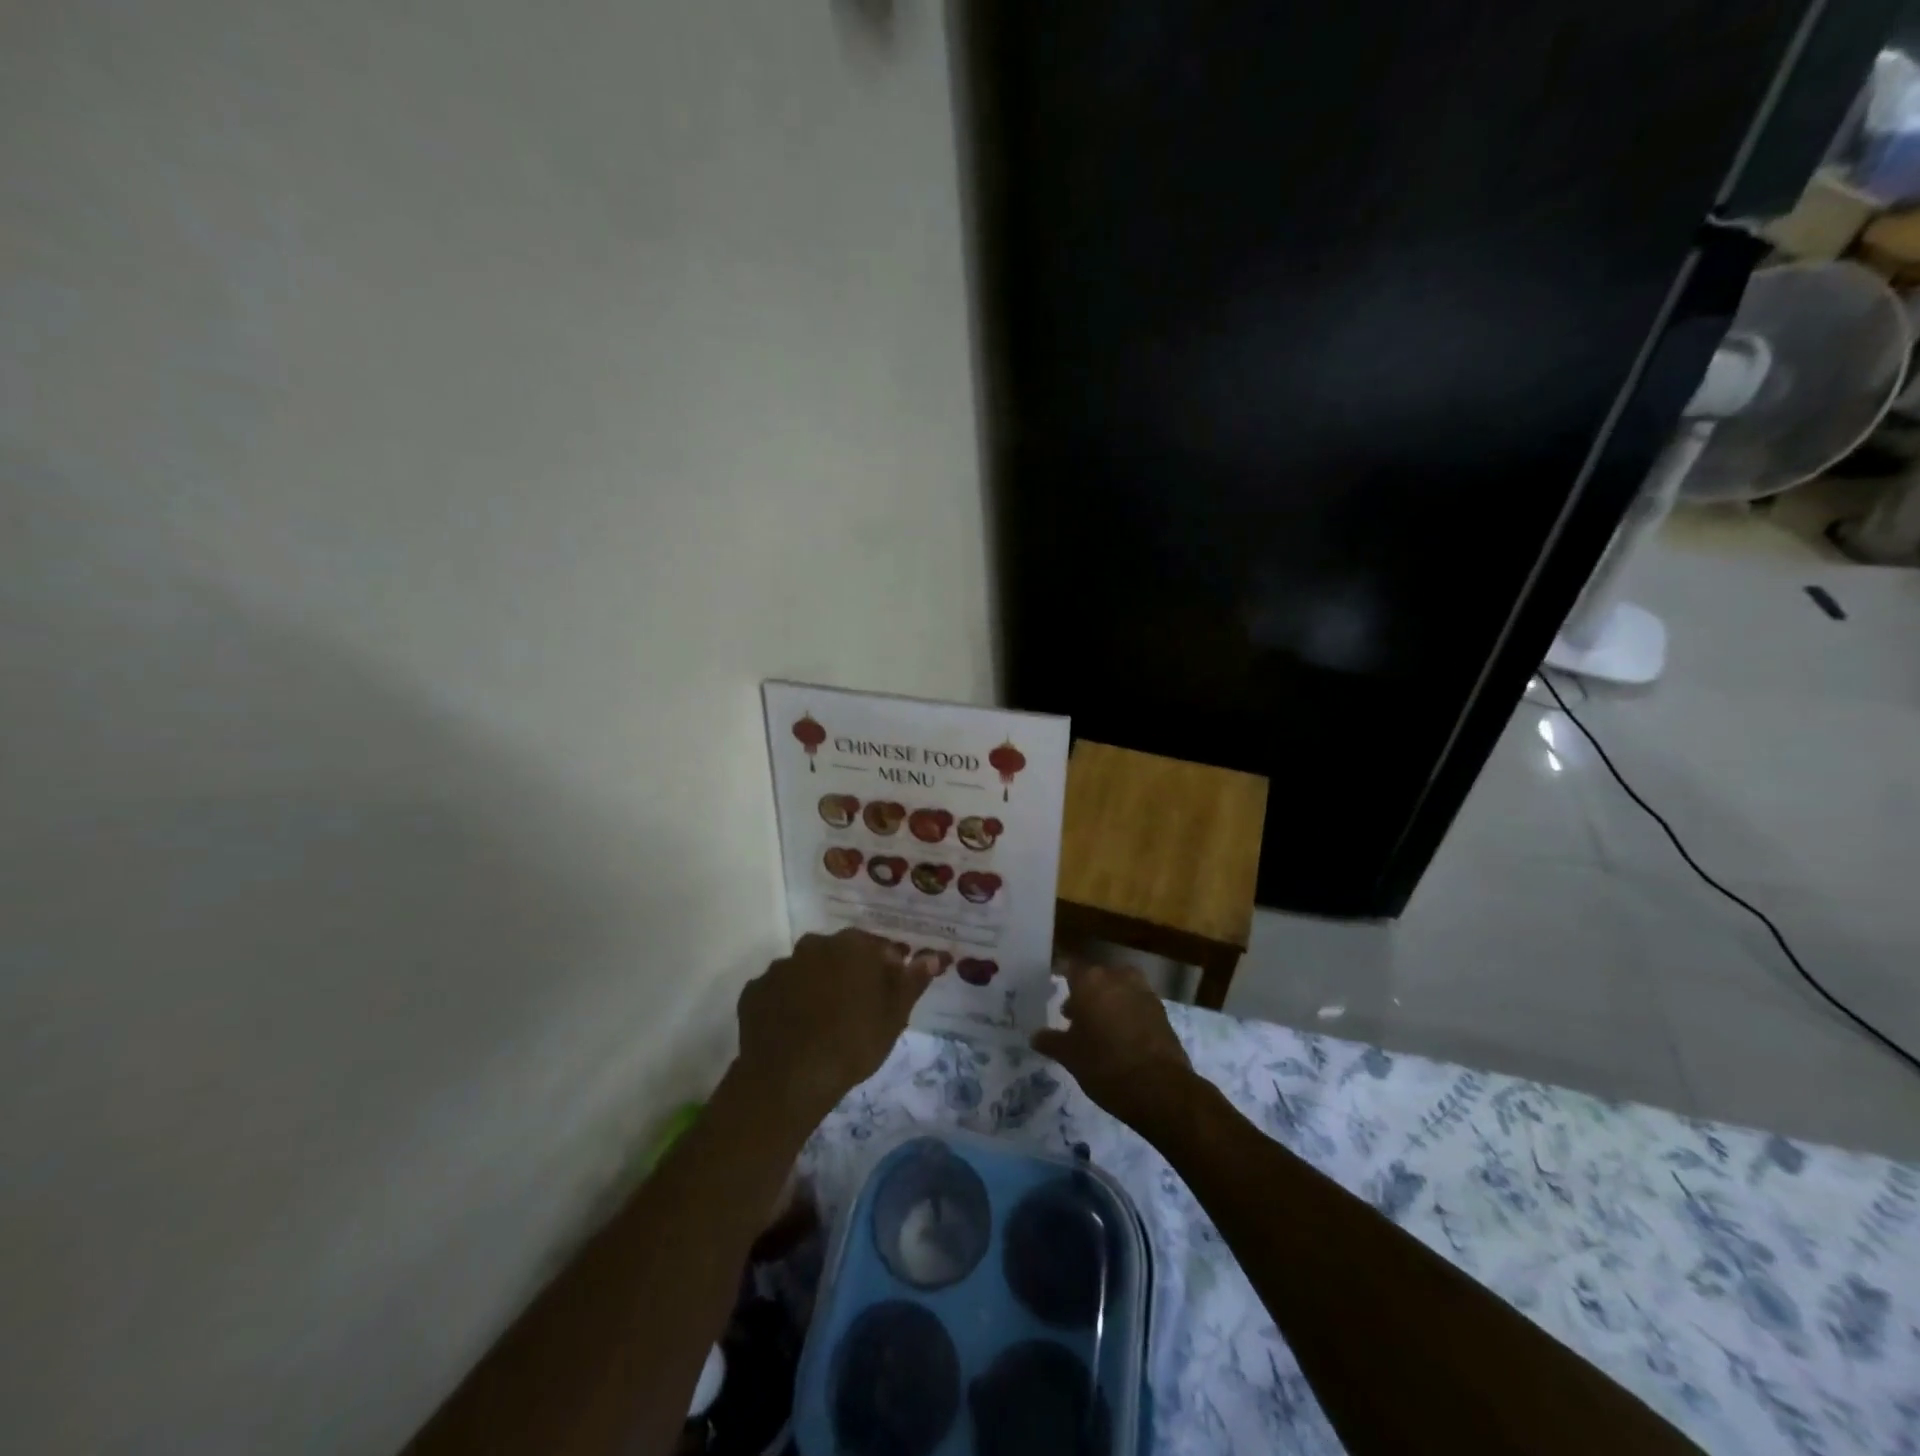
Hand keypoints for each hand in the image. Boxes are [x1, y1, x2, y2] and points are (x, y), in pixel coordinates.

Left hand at [732, 929, 933, 1127]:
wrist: (790, 1078)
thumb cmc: (853, 1042)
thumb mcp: (894, 1016)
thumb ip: (912, 981)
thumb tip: (932, 956)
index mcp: (851, 945)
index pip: (877, 947)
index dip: (886, 968)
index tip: (889, 993)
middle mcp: (813, 945)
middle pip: (838, 954)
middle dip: (848, 973)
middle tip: (857, 1008)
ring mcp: (779, 967)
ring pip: (806, 971)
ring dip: (815, 986)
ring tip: (823, 1022)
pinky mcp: (754, 991)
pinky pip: (778, 992)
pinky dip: (786, 1003)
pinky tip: (794, 1029)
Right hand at [1030, 962, 1194, 1129]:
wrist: (1159, 1088)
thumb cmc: (1104, 1064)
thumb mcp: (1069, 1056)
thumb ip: (1050, 1041)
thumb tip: (1035, 1036)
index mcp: (1090, 980)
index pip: (1070, 966)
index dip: (1062, 978)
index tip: (1053, 991)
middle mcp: (1117, 977)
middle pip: (1096, 977)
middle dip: (1084, 993)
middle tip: (1072, 1017)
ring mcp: (1143, 992)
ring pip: (1118, 989)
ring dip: (1108, 1002)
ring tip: (1098, 1029)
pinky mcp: (1162, 1011)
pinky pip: (1136, 1004)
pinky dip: (1127, 1014)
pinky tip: (1120, 1038)